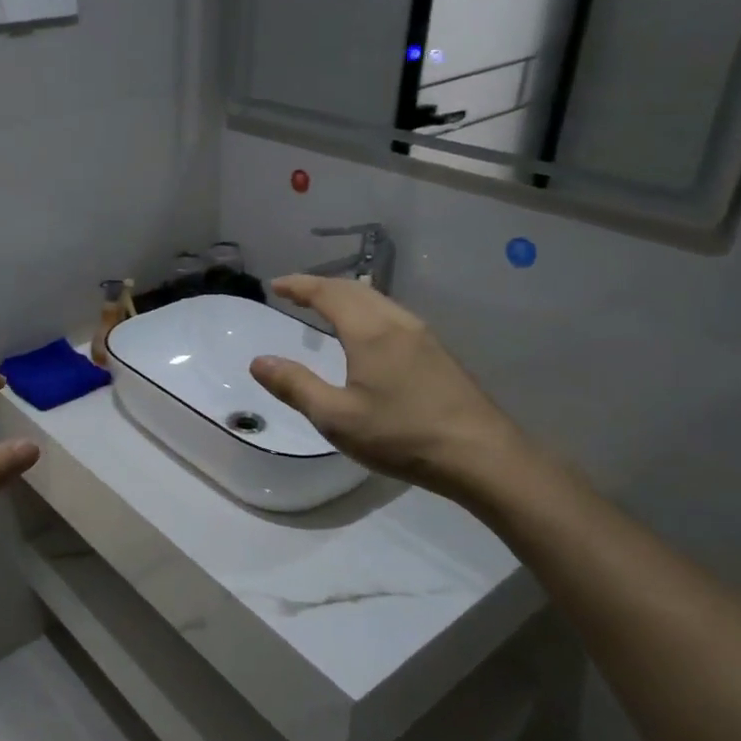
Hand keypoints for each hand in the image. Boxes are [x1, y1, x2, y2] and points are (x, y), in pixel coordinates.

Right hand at [250, 274, 526, 499]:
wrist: (481, 455)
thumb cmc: (402, 435)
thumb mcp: (336, 418)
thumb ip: (295, 386)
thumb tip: (259, 361)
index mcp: (370, 332)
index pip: (328, 293)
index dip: (299, 285)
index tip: (275, 285)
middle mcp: (397, 323)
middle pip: (355, 289)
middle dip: (321, 285)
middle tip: (294, 292)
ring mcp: (423, 336)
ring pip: (378, 299)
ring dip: (346, 295)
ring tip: (325, 305)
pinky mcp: (437, 353)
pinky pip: (392, 314)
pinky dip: (366, 308)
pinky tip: (367, 330)